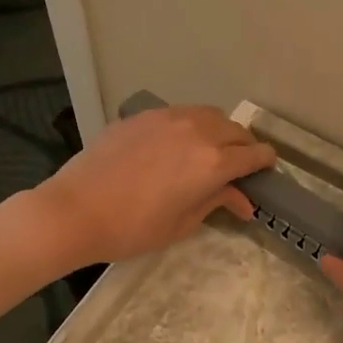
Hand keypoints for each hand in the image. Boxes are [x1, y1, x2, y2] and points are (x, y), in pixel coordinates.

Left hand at [32, 105, 274, 266]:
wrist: (75, 210)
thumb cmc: (133, 228)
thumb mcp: (182, 223)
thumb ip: (215, 203)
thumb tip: (243, 202)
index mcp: (213, 163)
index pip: (254, 155)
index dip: (265, 163)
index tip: (266, 172)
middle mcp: (197, 132)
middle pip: (236, 131)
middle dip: (244, 147)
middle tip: (239, 167)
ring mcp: (167, 118)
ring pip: (208, 115)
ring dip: (219, 131)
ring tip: (210, 151)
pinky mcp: (142, 116)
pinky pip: (179, 114)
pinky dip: (190, 126)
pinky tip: (176, 145)